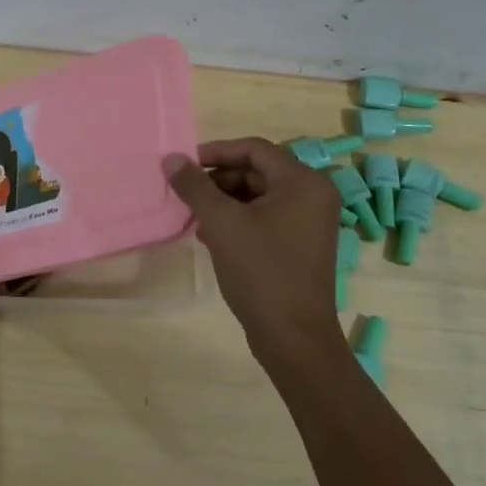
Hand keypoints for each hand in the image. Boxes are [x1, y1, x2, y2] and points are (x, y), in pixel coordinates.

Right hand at [167, 138, 342, 362]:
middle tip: (186, 193)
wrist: (293, 337)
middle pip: (257, 171)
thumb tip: (172, 158)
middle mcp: (313, 194)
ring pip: (259, 196)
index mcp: (303, 181)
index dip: (216, 152)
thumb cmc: (261, 271)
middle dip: (218, 180)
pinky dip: (238, 220)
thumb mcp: (221, 223)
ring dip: (224, 201)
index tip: (184, 165)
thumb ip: (195, 186)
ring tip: (194, 217)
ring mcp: (310, 221)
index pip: (254, 149)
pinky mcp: (302, 244)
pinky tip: (211, 236)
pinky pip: (266, 217)